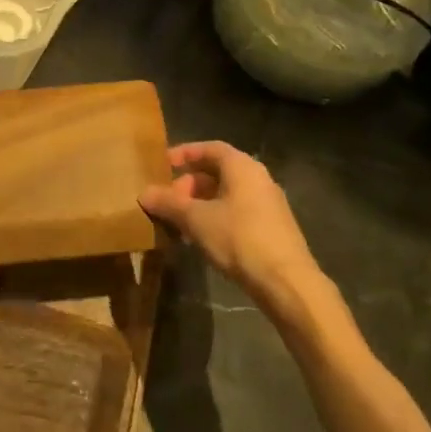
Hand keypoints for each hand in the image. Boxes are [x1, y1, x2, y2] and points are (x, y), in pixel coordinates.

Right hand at [139, 141, 317, 306]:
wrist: (287, 283)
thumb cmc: (239, 239)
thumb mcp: (196, 220)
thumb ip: (168, 203)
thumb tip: (143, 193)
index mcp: (242, 167)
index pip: (210, 148)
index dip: (184, 153)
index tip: (162, 164)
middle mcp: (258, 179)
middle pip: (217, 172)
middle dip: (188, 185)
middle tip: (167, 202)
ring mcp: (268, 204)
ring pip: (226, 195)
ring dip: (200, 205)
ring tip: (179, 223)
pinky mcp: (272, 228)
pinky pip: (237, 213)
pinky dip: (215, 218)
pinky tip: (201, 240)